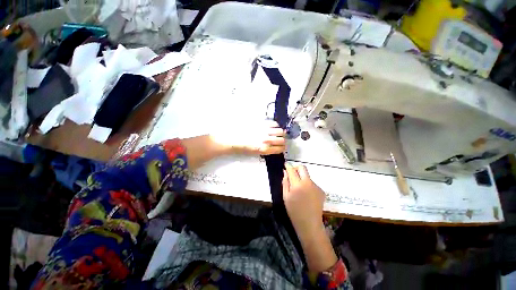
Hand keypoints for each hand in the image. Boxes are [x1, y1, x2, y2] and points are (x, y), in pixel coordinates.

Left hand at [212, 120, 285, 155]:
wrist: (232, 138)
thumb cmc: (243, 147)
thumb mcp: (255, 153)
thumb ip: (266, 150)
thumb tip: (274, 146)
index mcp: (265, 149)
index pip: (280, 149)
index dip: (283, 148)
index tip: (282, 147)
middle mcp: (267, 140)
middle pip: (282, 140)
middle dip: (283, 141)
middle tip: (281, 140)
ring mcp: (265, 131)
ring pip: (280, 131)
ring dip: (281, 133)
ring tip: (278, 133)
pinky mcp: (262, 123)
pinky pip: (274, 123)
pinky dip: (276, 126)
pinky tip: (273, 127)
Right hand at [282, 163, 324, 234]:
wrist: (309, 224)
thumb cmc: (294, 211)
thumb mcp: (285, 197)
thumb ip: (285, 182)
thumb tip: (285, 172)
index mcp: (297, 185)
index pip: (292, 170)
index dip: (288, 166)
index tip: (286, 165)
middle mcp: (308, 183)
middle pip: (302, 168)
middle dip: (296, 168)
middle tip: (292, 174)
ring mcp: (316, 186)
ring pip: (307, 176)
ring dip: (302, 178)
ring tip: (299, 190)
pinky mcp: (321, 190)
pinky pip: (311, 183)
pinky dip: (307, 185)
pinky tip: (306, 195)